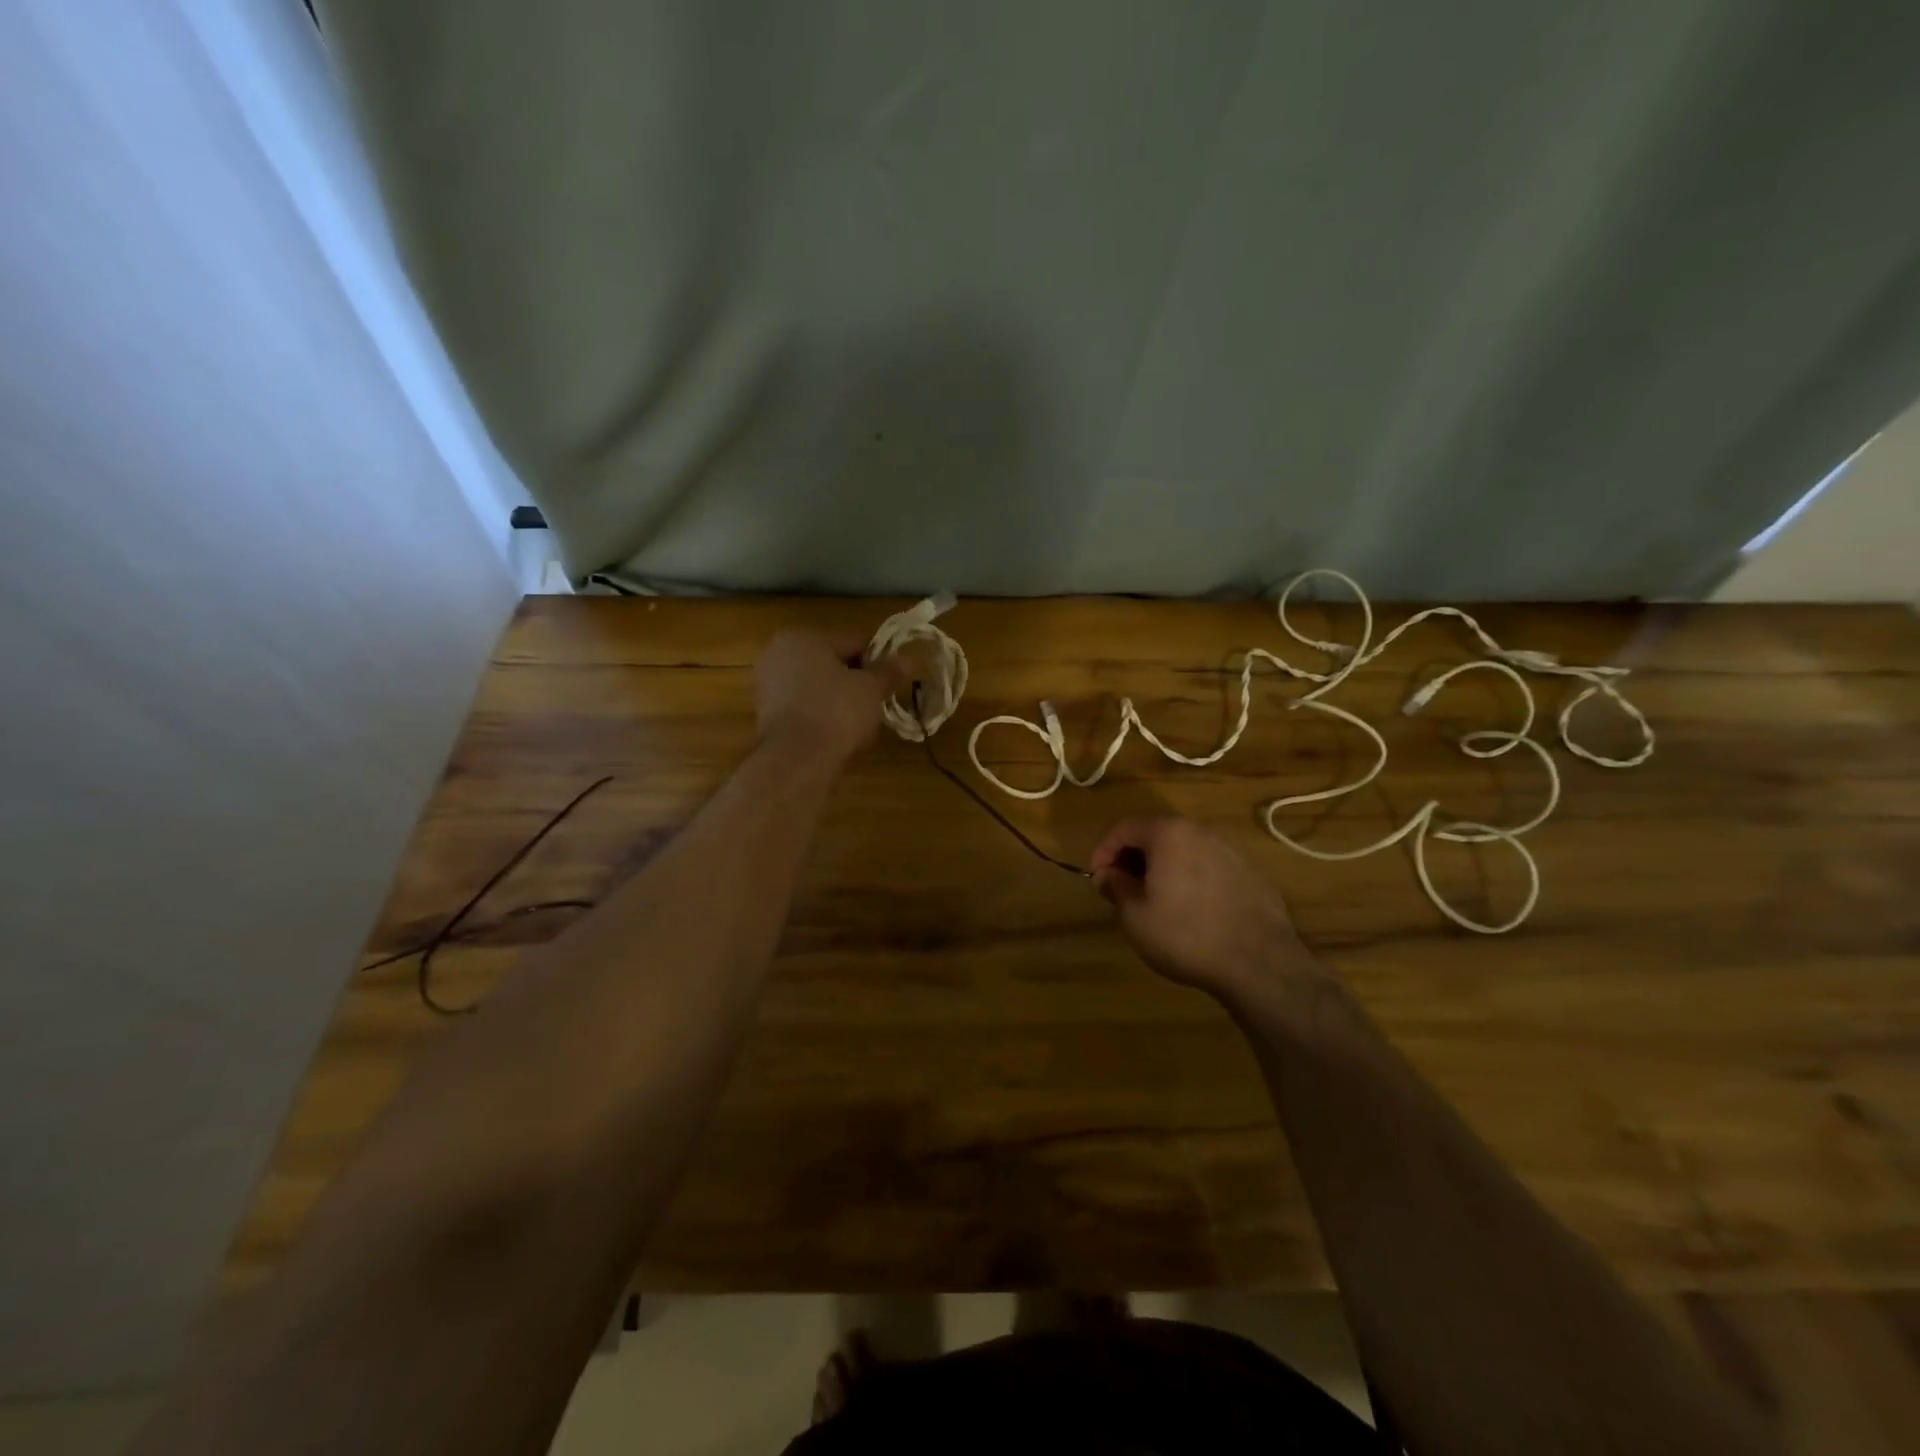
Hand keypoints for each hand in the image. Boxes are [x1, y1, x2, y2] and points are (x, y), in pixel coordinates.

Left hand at [754, 630, 903, 765]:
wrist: (797, 759)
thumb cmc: (837, 711)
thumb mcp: (871, 689)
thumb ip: (888, 672)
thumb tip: (908, 660)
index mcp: (803, 637)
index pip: (852, 641)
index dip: (877, 659)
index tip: (891, 680)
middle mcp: (777, 654)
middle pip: (830, 662)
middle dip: (854, 679)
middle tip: (876, 701)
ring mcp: (766, 685)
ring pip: (815, 686)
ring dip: (836, 698)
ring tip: (858, 720)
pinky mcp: (764, 715)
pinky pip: (802, 707)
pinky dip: (819, 715)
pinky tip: (835, 732)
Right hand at [1090, 817, 1318, 1005]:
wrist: (1260, 963)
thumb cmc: (1185, 935)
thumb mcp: (1135, 916)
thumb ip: (1116, 887)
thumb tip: (1106, 874)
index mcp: (1168, 834)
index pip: (1124, 829)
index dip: (1103, 851)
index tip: (1097, 879)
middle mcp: (1200, 832)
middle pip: (1156, 836)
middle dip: (1133, 860)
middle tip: (1122, 890)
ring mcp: (1230, 852)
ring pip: (1184, 852)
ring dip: (1163, 870)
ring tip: (1155, 902)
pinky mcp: (1251, 875)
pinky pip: (1209, 869)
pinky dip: (1191, 881)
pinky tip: (1191, 913)